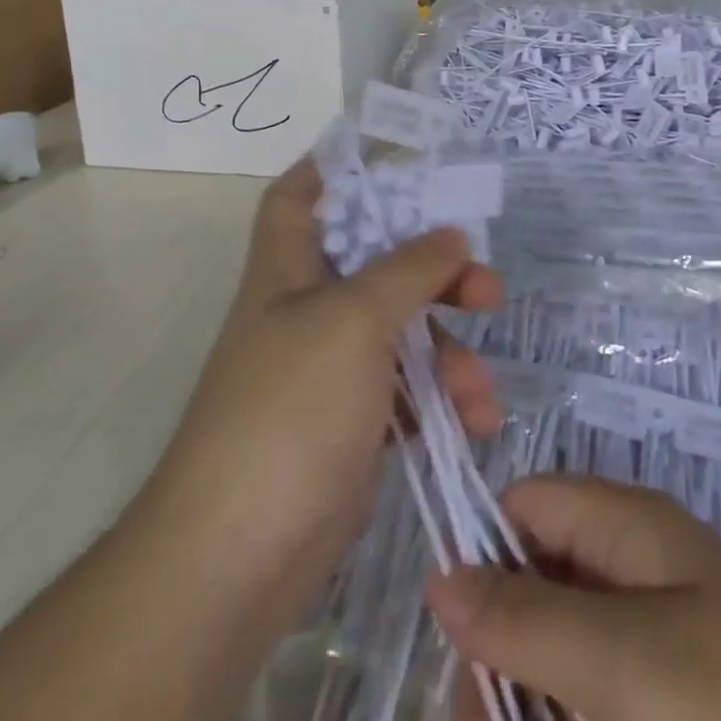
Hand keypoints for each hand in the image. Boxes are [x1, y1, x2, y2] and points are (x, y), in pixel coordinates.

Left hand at [136, 161, 502, 642]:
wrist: (237, 557)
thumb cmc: (288, 411)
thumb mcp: (353, 321)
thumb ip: (408, 270)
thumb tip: (452, 236)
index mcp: (288, 269)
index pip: (299, 195)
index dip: (335, 168)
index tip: (394, 163)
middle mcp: (307, 309)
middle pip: (377, 262)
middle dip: (435, 270)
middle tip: (484, 286)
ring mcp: (330, 369)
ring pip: (403, 331)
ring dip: (451, 353)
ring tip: (480, 392)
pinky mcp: (353, 422)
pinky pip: (408, 391)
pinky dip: (442, 400)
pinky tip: (472, 423)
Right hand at [426, 476, 720, 720]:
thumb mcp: (621, 663)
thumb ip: (524, 619)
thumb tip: (439, 574)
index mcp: (629, 528)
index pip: (526, 504)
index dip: (483, 554)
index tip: (457, 640)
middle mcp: (638, 572)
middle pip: (535, 586)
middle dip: (499, 662)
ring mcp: (659, 647)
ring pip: (560, 662)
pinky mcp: (675, 717)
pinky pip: (598, 714)